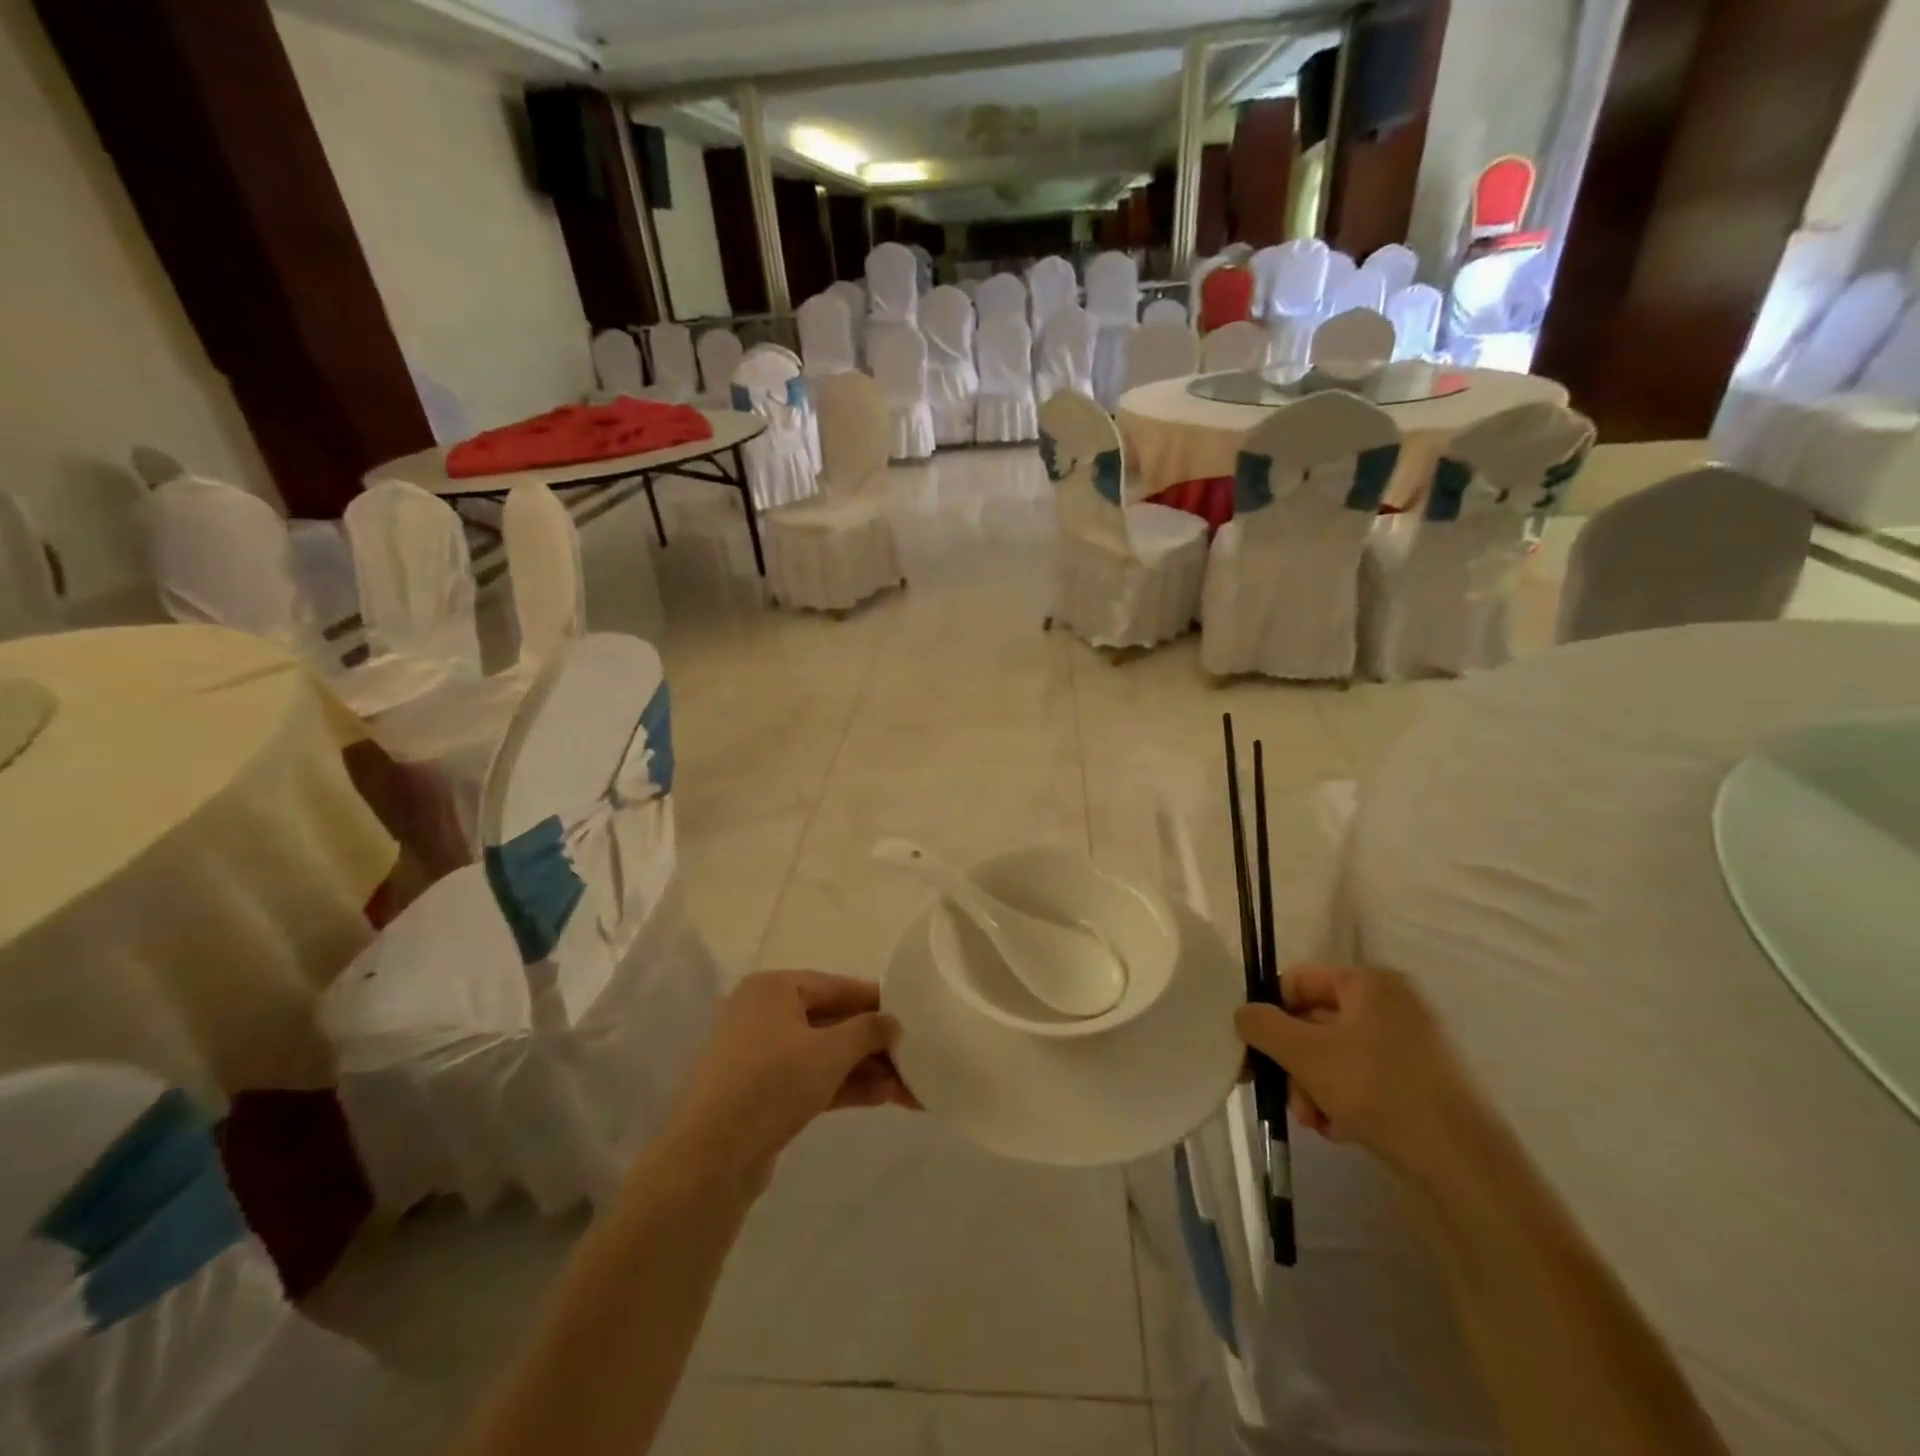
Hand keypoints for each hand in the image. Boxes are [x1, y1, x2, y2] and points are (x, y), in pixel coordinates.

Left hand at [670, 972, 915, 1186]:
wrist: (710, 1158)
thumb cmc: (772, 1083)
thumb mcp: (830, 1051)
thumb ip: (868, 1030)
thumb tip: (893, 1022)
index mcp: (774, 988)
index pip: (837, 986)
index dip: (878, 1002)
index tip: (914, 1016)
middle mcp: (763, 1013)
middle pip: (832, 1021)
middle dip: (874, 1044)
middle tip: (916, 1058)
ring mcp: (759, 1055)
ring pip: (823, 1054)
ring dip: (864, 1069)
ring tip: (909, 1086)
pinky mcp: (760, 1093)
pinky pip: (809, 1078)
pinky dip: (842, 1085)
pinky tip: (882, 1098)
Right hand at [1236, 964, 1488, 1180]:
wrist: (1464, 1168)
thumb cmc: (1379, 1090)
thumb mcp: (1306, 1054)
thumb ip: (1263, 1026)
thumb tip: (1243, 1014)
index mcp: (1370, 982)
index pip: (1299, 980)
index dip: (1271, 1011)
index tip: (1254, 1049)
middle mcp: (1393, 1005)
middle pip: (1316, 1021)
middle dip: (1294, 1061)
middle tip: (1284, 1095)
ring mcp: (1411, 1047)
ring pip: (1336, 1056)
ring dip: (1313, 1086)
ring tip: (1315, 1121)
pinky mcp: (1421, 1086)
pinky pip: (1363, 1081)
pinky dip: (1343, 1101)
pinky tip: (1339, 1131)